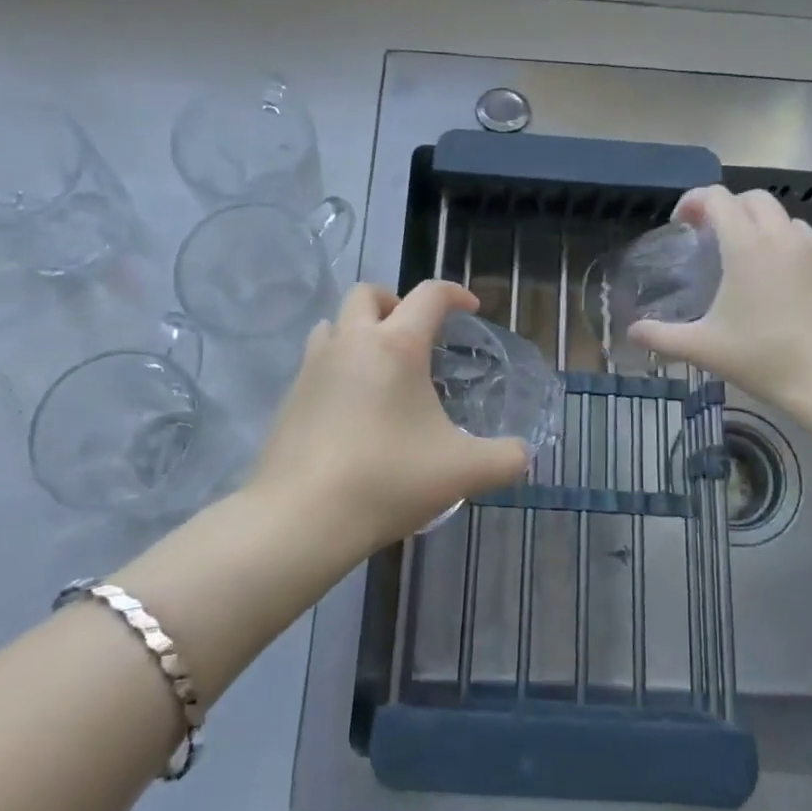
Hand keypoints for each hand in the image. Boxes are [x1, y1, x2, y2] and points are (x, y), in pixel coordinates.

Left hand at [247, 280, 529, 549]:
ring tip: (380, 367)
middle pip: (368, 294)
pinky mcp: (289, 396)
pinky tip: (352, 407)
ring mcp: (313, 367)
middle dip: (395, 302)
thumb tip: (522, 454)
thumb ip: (504, 458)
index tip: (471, 309)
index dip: (455, 293)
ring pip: (334, 323)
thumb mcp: (463, 472)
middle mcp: (351, 342)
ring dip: (359, 330)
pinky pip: (316, 361)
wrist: (301, 517)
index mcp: (396, 345)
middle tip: (416, 336)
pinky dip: (338, 365)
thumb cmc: (388, 480)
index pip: (429, 295)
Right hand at [629, 185, 811, 414]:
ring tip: (743, 253)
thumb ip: (662, 336)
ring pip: (783, 216)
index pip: (718, 198)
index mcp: (747, 246)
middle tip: (709, 235)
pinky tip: (774, 278)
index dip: (693, 201)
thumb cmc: (764, 357)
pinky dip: (782, 243)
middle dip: (727, 207)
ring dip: (758, 222)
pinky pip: (803, 240)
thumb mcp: (704, 349)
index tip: (680, 224)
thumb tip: (632, 332)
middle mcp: (781, 238)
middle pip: (753, 198)